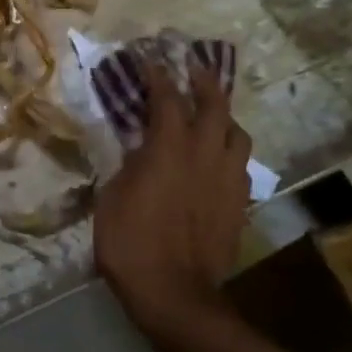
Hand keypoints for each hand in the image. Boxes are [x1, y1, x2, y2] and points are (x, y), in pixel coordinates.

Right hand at [94, 62, 250, 336]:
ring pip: (236, 131)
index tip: (148, 58)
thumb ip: (127, 165)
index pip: (166, 97)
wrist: (175, 293)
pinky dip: (228, 150)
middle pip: (214, 103)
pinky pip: (240, 163)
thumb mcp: (111, 199)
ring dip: (223, 116)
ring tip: (210, 115)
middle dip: (202, 79)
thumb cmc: (130, 245)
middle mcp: (206, 153)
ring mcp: (228, 177)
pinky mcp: (239, 202)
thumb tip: (137, 148)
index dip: (157, 74)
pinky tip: (216, 159)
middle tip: (191, 66)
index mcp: (169, 148)